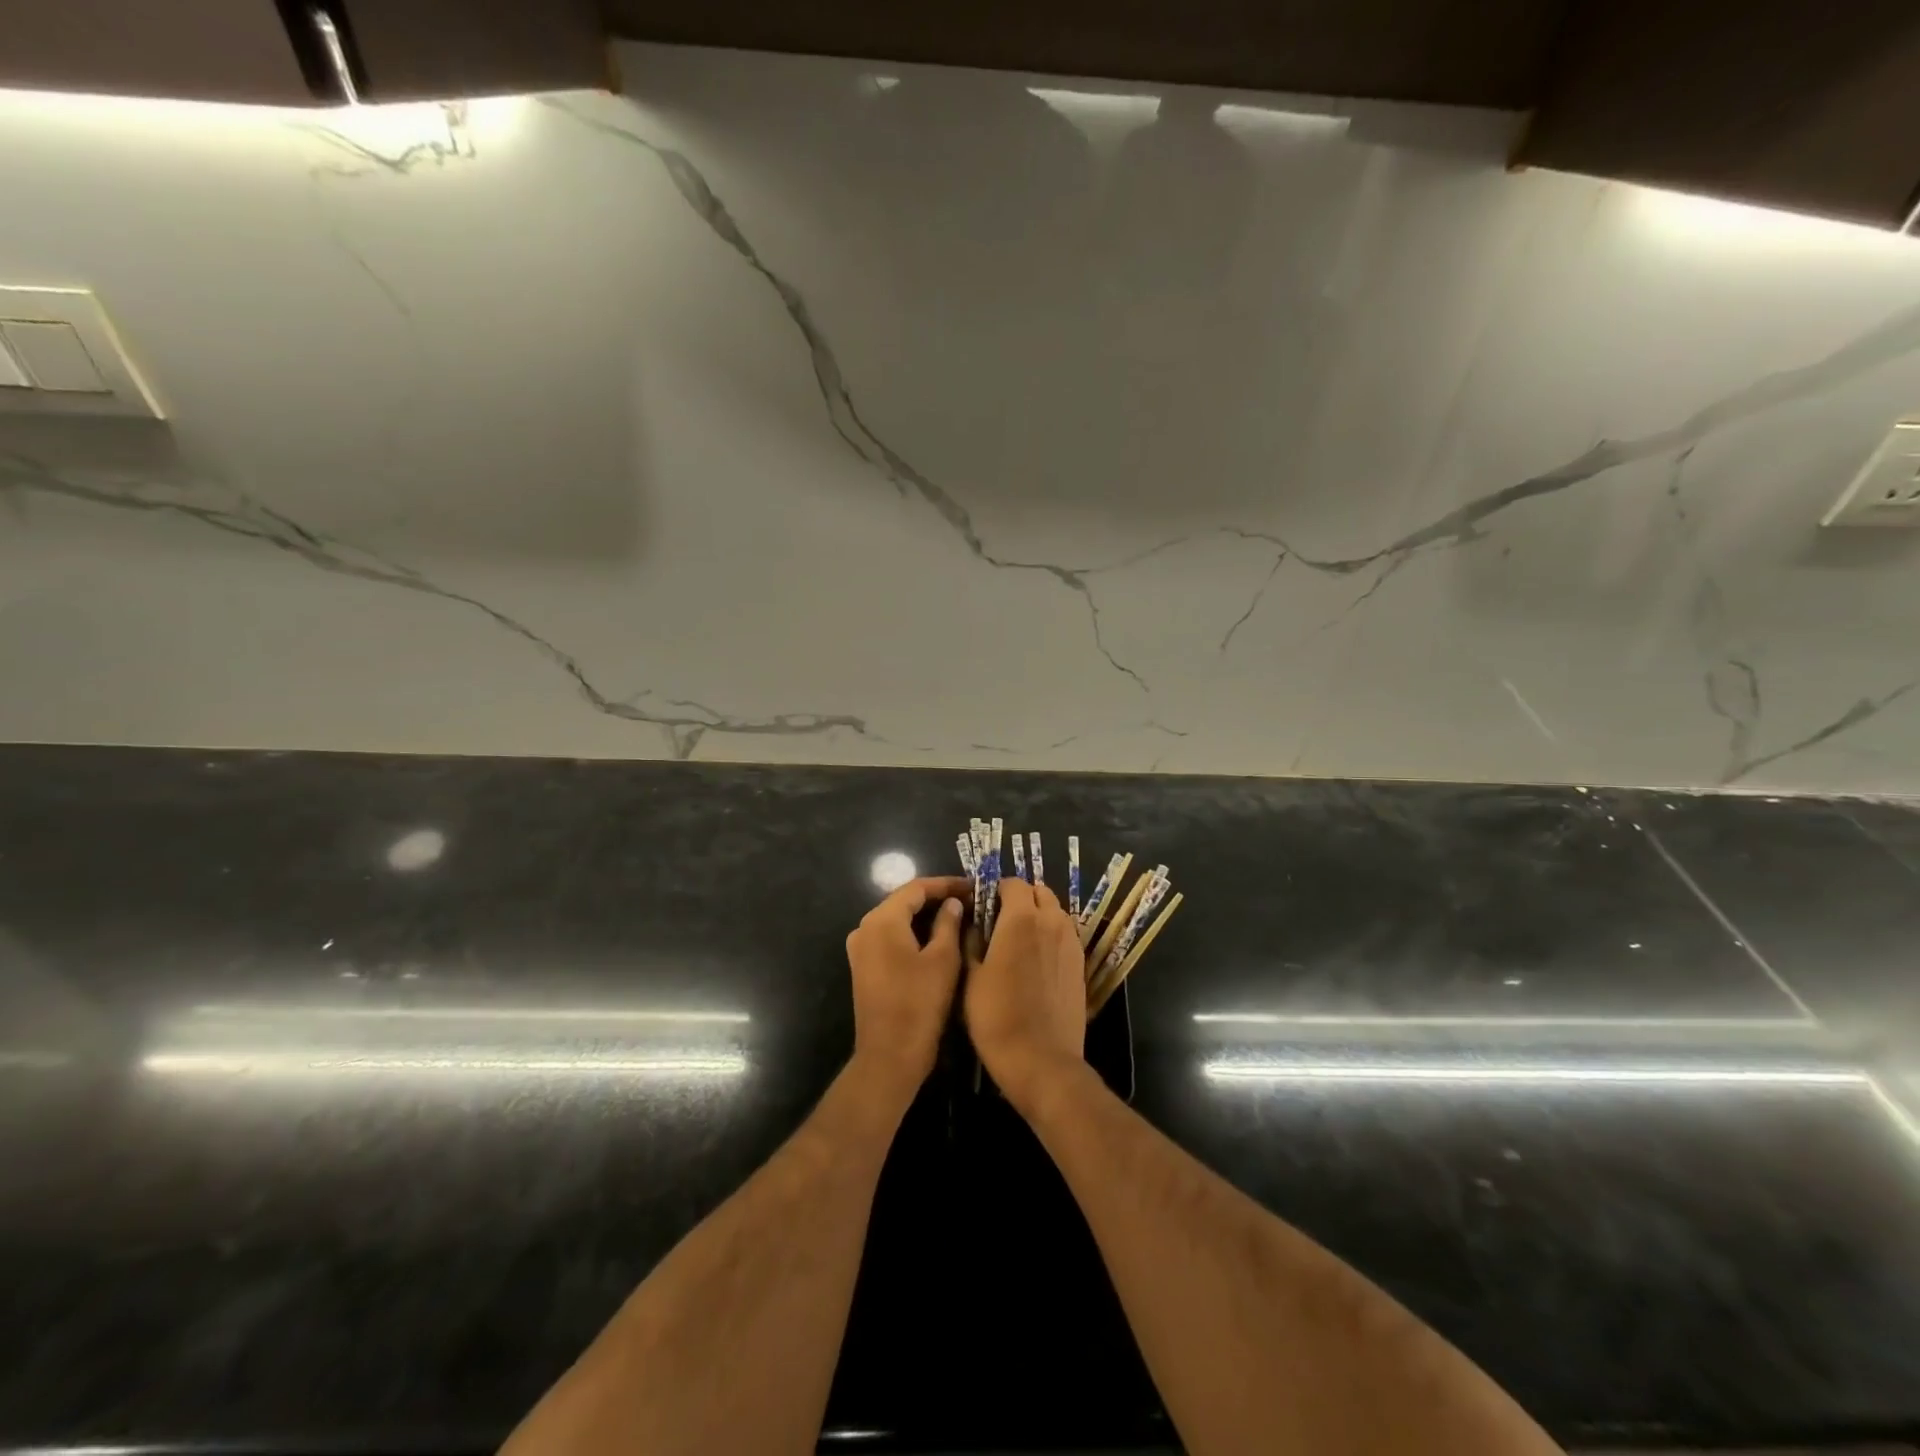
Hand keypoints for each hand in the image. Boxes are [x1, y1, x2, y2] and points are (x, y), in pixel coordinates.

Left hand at [844, 876, 968, 1105]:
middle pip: (903, 901)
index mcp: (882, 920)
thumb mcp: (943, 959)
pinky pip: (890, 938)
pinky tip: (937, 939)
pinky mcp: (863, 967)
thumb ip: (948, 923)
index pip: (916, 888)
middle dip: (936, 898)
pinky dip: (913, 933)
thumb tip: (952, 903)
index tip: (972, 886)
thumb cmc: (920, 1004)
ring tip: (958, 916)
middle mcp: (865, 928)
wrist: (890, 1056)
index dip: (946, 884)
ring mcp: (860, 949)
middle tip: (968, 900)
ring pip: (897, 920)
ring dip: (925, 916)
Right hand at [964, 877, 1086, 1115]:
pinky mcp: (1081, 964)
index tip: (983, 906)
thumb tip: (972, 922)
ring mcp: (1071, 942)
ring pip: (1056, 912)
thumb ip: (972, 940)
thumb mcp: (971, 977)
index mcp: (1021, 918)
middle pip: (1040, 892)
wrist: (1041, 1059)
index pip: (1012, 883)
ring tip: (1020, 940)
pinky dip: (1052, 935)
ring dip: (1039, 915)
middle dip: (1021, 898)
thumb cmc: (996, 1016)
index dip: (996, 890)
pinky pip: (1066, 935)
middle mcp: (1051, 922)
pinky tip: (1037, 959)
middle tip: (1001, 920)